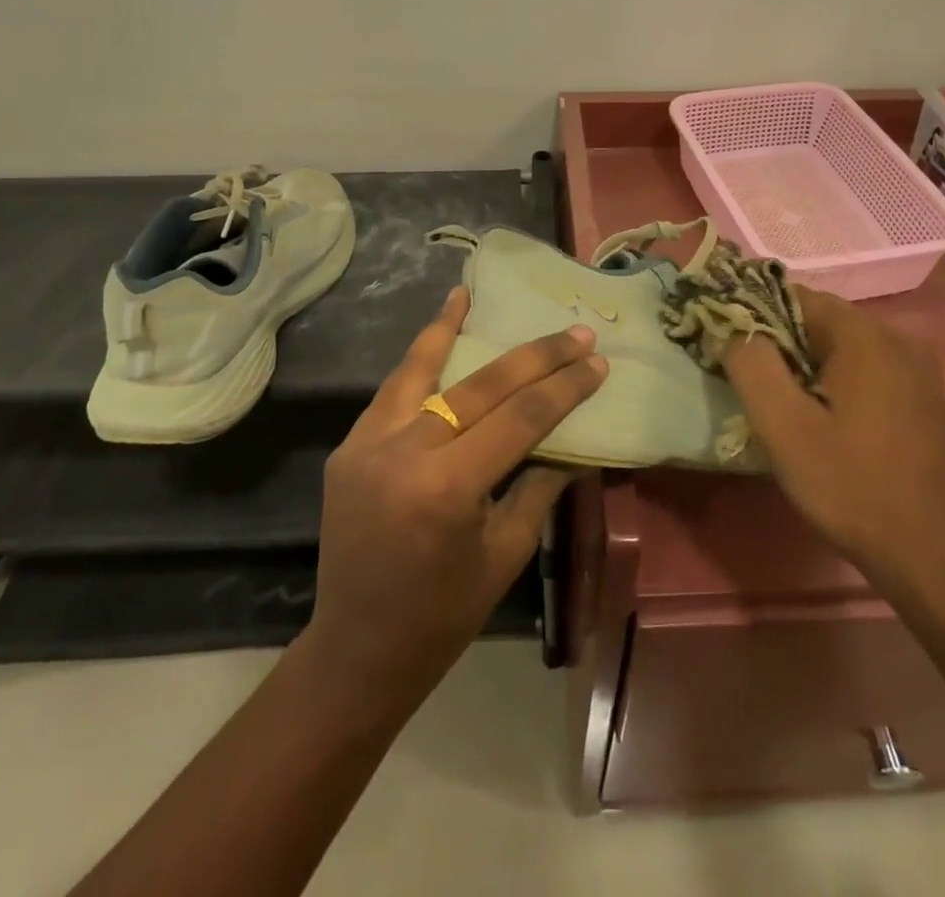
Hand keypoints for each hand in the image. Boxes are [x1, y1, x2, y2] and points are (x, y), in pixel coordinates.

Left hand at [300, 287, 607, 702]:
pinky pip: (392, 393)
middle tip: (573, 333)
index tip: (596, 362)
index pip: (519, 419)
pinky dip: (417, 361)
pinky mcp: (348, 447)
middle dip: (534, 356)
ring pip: (420, 371)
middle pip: (480, 386)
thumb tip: (570, 439)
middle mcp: (404, 453)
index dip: (563, 388)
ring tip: (471, 294)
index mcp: (448, 488)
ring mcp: (367, 445)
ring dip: (450, 329)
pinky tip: (434, 334)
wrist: (357, 650)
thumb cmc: (444, 614)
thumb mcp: (505, 553)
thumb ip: (538, 486)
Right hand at [723, 286, 944, 603]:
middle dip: (780, 344)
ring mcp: (917, 369)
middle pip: (819, 320)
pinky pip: (865, 368)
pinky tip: (825, 422)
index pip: (795, 296)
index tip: (732, 352)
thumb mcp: (783, 427)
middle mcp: (898, 338)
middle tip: (755, 387)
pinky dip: (835, 381)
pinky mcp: (923, 397)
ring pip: (841, 346)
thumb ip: (751, 364)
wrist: (933, 559)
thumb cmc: (851, 487)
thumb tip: (732, 326)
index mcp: (866, 336)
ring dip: (806, 365)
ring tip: (785, 408)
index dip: (756, 317)